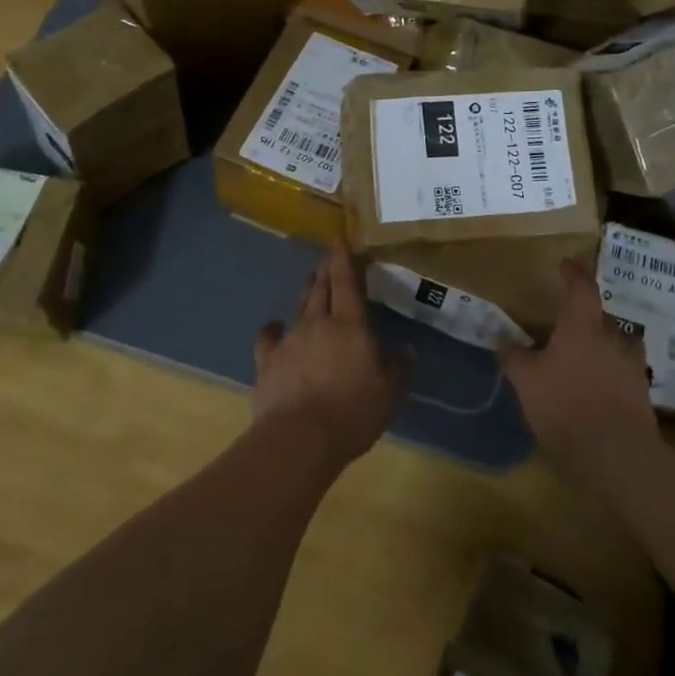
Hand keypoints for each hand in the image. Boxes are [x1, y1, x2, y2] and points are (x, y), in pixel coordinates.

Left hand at [252, 243, 399, 469]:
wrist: (299, 438)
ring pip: (299, 306)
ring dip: (306, 292)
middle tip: (327, 257)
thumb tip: (406, 348)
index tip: (338, 237)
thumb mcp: (389, 393)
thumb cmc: (352, 412)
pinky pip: (269, 336)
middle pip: (321, 287)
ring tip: (311, 283)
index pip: (346, 281)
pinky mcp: (267, 360)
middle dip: (325, 269)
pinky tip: (274, 327)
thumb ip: (398, 367)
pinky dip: (273, 328)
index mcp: (350, 324)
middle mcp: (318, 322)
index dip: (342, 257)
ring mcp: (290, 339)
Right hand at [501, 259, 659, 490]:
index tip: (566, 264)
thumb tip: (502, 338)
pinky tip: (597, 388)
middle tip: (565, 326)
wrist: (617, 456)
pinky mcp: (642, 394)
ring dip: (602, 345)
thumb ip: (514, 357)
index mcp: (582, 327)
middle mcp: (611, 338)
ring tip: (583, 357)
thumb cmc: (565, 407)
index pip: (581, 289)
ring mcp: (631, 366)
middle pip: (601, 316)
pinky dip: (611, 372)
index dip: (574, 273)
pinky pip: (624, 372)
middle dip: (585, 317)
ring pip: (617, 344)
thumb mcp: (526, 382)